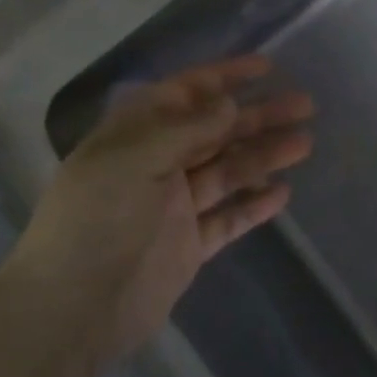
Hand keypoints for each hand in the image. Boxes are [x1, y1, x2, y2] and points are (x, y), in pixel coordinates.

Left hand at [5, 56, 314, 376]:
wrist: (71, 309)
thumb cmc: (96, 219)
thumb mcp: (134, 157)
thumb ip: (187, 129)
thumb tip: (229, 104)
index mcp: (136, 134)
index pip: (187, 93)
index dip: (225, 77)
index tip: (266, 67)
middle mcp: (157, 163)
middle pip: (216, 131)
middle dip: (258, 115)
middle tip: (305, 105)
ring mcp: (174, 207)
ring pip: (228, 171)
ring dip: (264, 155)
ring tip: (305, 143)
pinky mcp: (188, 246)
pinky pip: (228, 218)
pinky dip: (253, 205)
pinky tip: (282, 194)